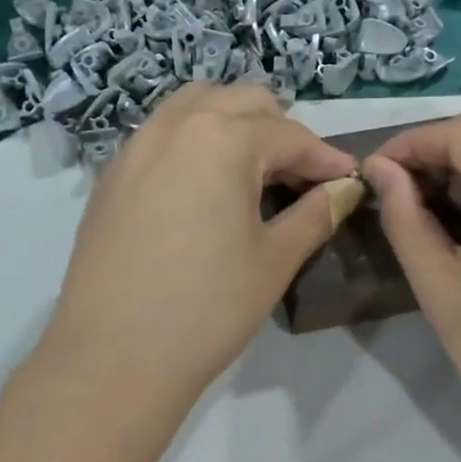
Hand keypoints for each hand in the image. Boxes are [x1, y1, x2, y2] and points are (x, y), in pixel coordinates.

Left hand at [36, 83, 358, 431]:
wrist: (113, 358)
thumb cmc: (208, 308)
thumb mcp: (274, 260)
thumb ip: (315, 213)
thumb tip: (344, 189)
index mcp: (222, 139)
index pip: (290, 135)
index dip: (326, 158)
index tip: (349, 181)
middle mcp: (175, 126)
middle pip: (241, 102)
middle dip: (281, 130)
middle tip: (301, 177)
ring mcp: (135, 147)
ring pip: (195, 106)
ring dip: (233, 123)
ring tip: (253, 170)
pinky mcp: (111, 176)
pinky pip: (161, 134)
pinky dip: (193, 140)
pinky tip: (203, 187)